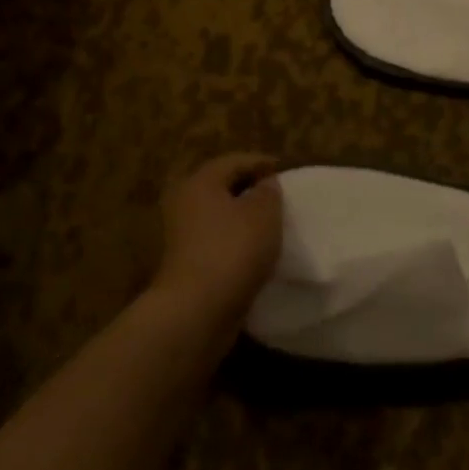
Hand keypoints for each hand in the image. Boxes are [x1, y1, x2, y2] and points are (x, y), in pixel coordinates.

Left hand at [149, 153, 283, 324]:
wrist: (198, 308)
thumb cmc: (233, 249)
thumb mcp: (264, 212)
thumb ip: (268, 191)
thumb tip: (265, 184)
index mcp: (200, 182)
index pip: (235, 161)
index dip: (262, 163)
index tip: (285, 171)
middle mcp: (185, 202)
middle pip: (222, 186)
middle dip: (250, 188)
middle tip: (278, 195)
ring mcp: (183, 234)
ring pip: (219, 214)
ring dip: (243, 215)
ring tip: (271, 222)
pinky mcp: (187, 261)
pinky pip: (217, 239)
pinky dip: (236, 238)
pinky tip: (255, 248)